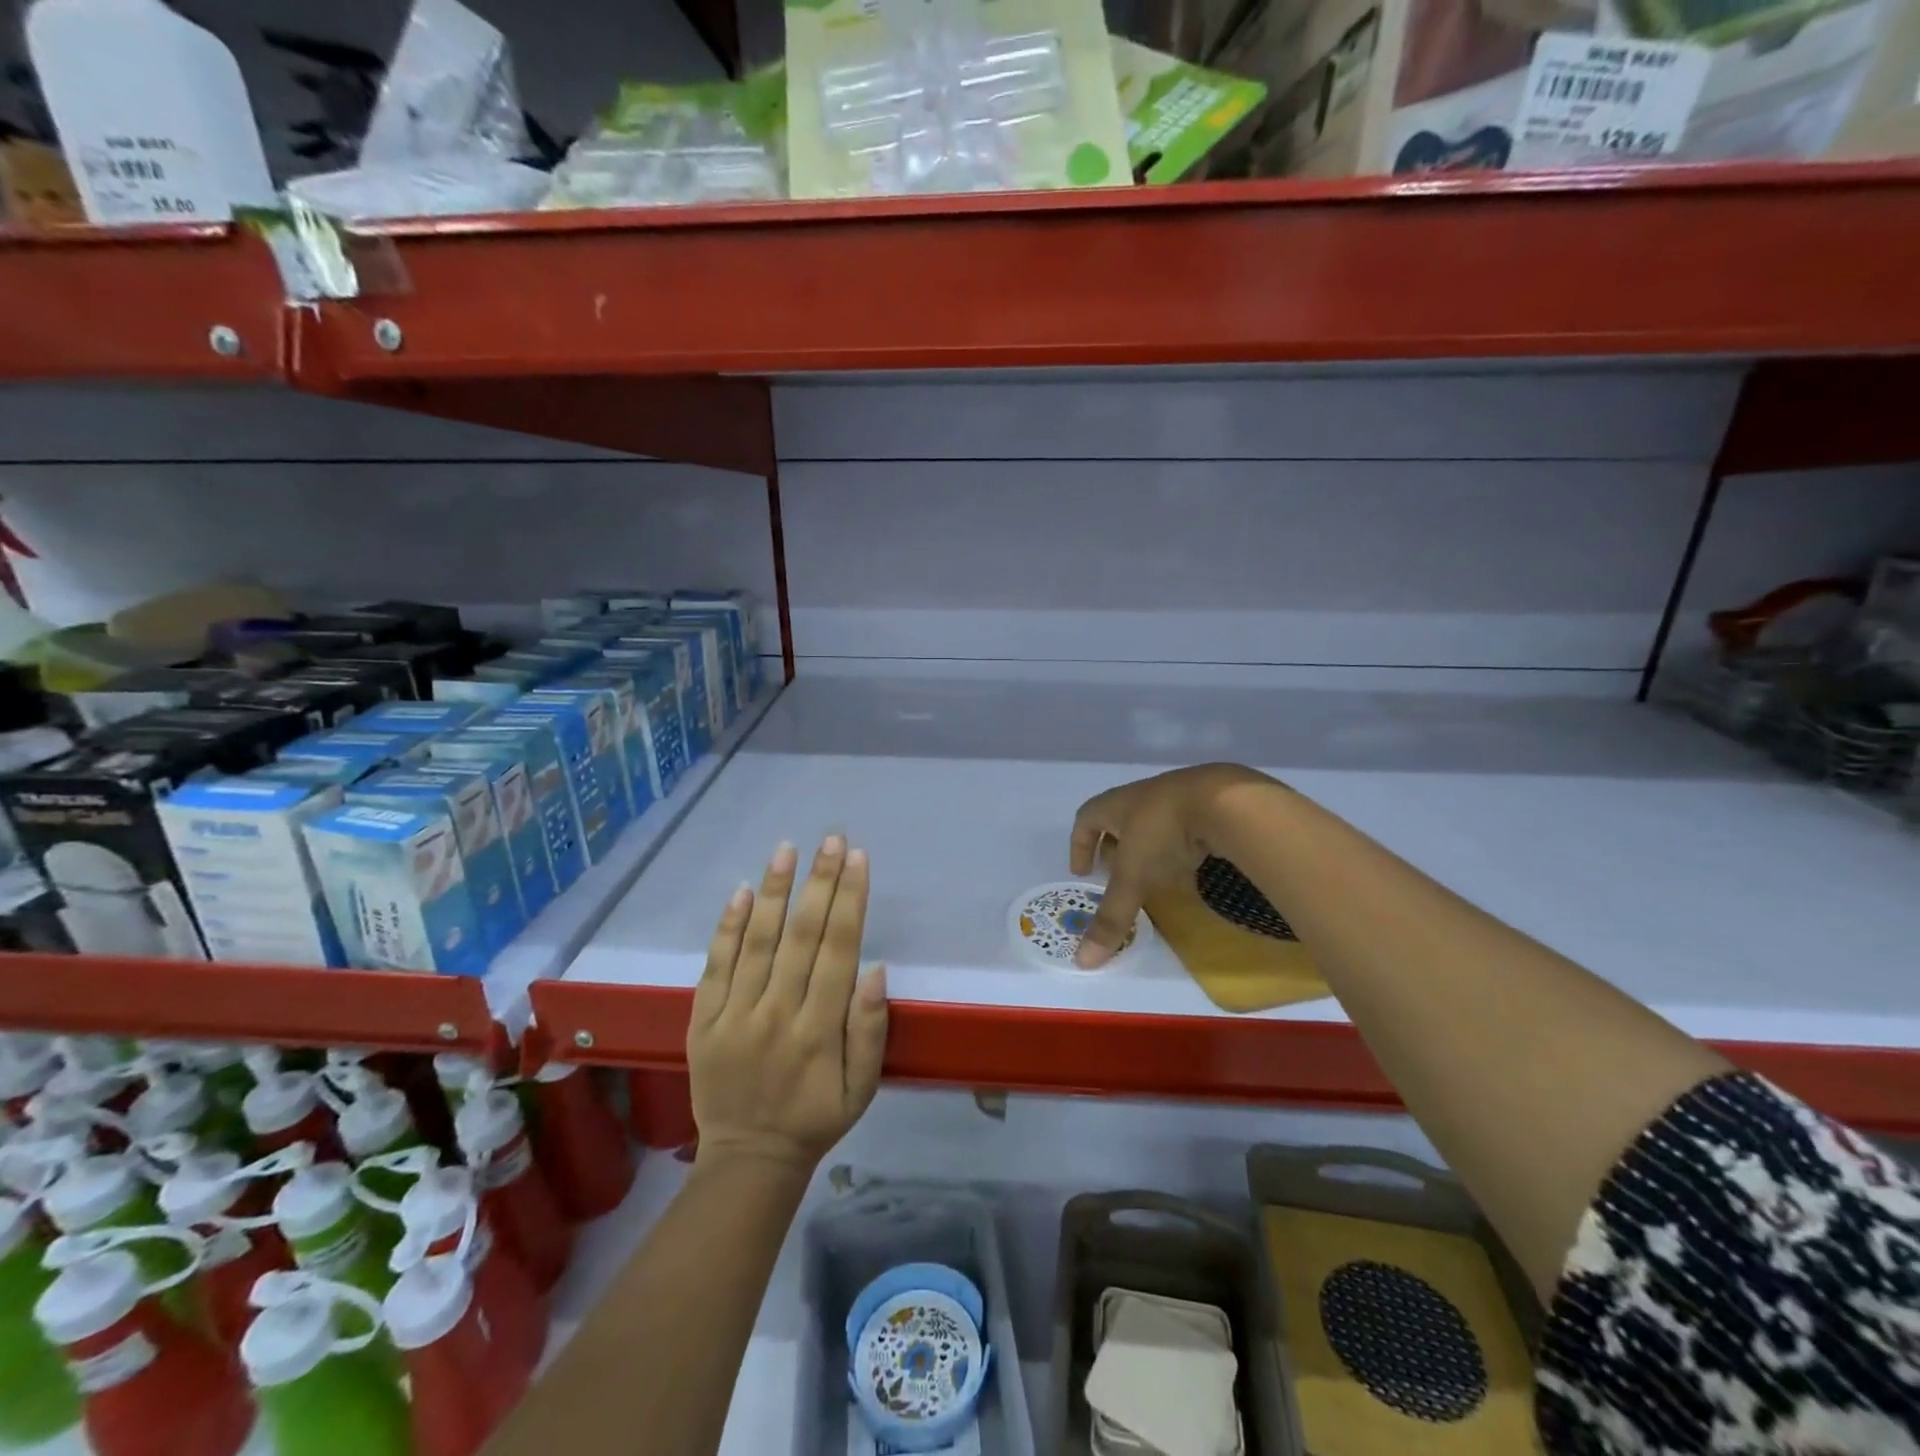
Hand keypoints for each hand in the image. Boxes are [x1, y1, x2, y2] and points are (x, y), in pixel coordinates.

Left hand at [688, 837, 888, 1172]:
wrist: (748, 1159)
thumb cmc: (816, 1118)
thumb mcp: (863, 1088)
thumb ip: (870, 1029)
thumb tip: (875, 969)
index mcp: (820, 1030)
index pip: (838, 949)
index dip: (850, 900)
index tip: (858, 859)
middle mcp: (777, 1014)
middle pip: (801, 936)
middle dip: (820, 882)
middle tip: (831, 839)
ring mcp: (735, 1015)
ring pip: (757, 942)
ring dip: (775, 892)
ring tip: (787, 850)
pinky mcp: (703, 1021)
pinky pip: (715, 967)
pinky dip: (727, 928)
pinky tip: (742, 892)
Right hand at [1069, 764, 1277, 967]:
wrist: (1225, 800)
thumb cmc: (1163, 832)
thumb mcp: (1133, 877)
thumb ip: (1112, 917)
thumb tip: (1083, 962)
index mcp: (1116, 805)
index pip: (1086, 819)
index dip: (1079, 845)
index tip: (1082, 873)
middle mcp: (1143, 797)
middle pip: (1118, 820)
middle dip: (1113, 849)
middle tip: (1115, 878)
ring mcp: (1178, 797)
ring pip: (1152, 824)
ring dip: (1147, 850)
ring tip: (1153, 879)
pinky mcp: (1209, 804)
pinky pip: (1184, 828)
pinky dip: (1179, 849)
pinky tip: (1190, 870)